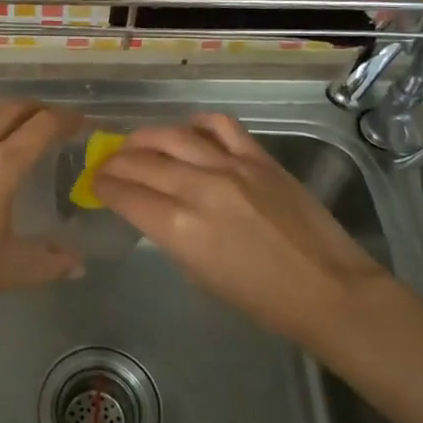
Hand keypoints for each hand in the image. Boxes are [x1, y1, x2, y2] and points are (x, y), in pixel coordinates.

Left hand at [0, 101, 84, 332]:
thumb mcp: (9, 269)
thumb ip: (49, 262)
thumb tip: (78, 266)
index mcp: (1, 166)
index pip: (42, 125)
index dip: (66, 119)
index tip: (82, 123)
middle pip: (10, 108)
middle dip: (37, 109)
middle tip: (56, 123)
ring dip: (7, 114)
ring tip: (22, 132)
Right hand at [94, 113, 396, 342]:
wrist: (326, 288)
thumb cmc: (260, 299)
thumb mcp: (199, 274)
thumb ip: (171, 235)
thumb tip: (156, 210)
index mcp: (180, 227)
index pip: (126, 194)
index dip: (104, 186)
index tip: (96, 184)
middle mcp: (199, 188)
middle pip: (142, 161)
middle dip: (116, 162)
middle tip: (107, 164)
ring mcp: (231, 166)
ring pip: (174, 135)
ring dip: (146, 138)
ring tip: (136, 143)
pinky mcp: (259, 156)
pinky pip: (219, 125)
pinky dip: (197, 123)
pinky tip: (188, 131)